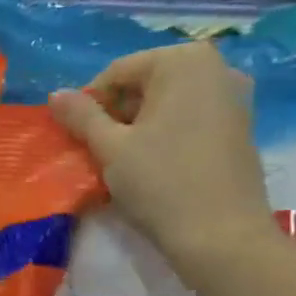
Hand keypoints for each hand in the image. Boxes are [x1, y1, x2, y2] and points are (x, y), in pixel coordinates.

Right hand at [48, 42, 278, 279]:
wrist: (221, 235)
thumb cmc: (161, 182)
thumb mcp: (110, 147)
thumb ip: (81, 115)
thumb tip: (55, 94)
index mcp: (184, 61)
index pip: (117, 72)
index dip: (90, 103)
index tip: (78, 136)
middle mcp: (216, 67)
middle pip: (145, 84)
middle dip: (116, 113)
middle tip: (99, 150)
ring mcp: (233, 97)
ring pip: (166, 103)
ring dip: (138, 125)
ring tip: (124, 160)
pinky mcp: (240, 126)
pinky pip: (189, 118)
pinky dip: (165, 133)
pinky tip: (154, 165)